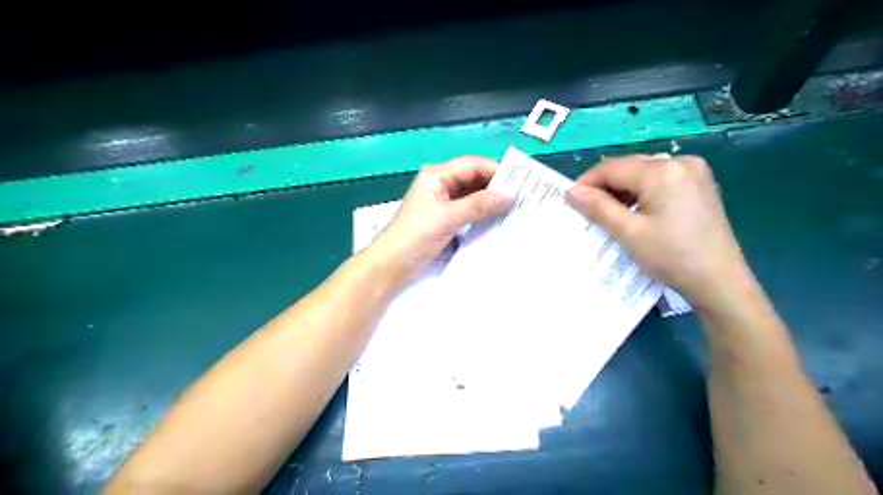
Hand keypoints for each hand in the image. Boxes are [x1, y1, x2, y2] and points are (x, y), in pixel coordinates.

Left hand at [371, 156, 514, 283]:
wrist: (392, 264)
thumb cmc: (416, 235)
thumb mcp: (448, 218)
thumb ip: (479, 205)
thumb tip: (511, 195)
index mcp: (437, 175)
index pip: (473, 165)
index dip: (496, 172)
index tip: (520, 183)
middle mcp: (441, 184)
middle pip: (474, 178)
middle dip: (496, 186)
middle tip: (522, 196)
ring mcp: (443, 202)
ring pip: (473, 195)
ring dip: (490, 200)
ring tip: (515, 207)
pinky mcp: (445, 219)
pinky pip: (469, 210)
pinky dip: (482, 213)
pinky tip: (498, 219)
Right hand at [566, 155, 751, 308]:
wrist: (720, 282)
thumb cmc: (672, 257)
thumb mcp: (628, 233)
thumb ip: (598, 208)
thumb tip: (571, 191)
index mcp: (663, 171)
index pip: (613, 167)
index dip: (587, 182)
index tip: (571, 201)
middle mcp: (681, 162)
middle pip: (629, 167)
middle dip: (605, 186)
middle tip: (587, 210)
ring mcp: (694, 172)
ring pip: (643, 173)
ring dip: (622, 190)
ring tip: (608, 214)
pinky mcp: (699, 185)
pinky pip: (659, 180)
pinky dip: (641, 193)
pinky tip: (634, 212)